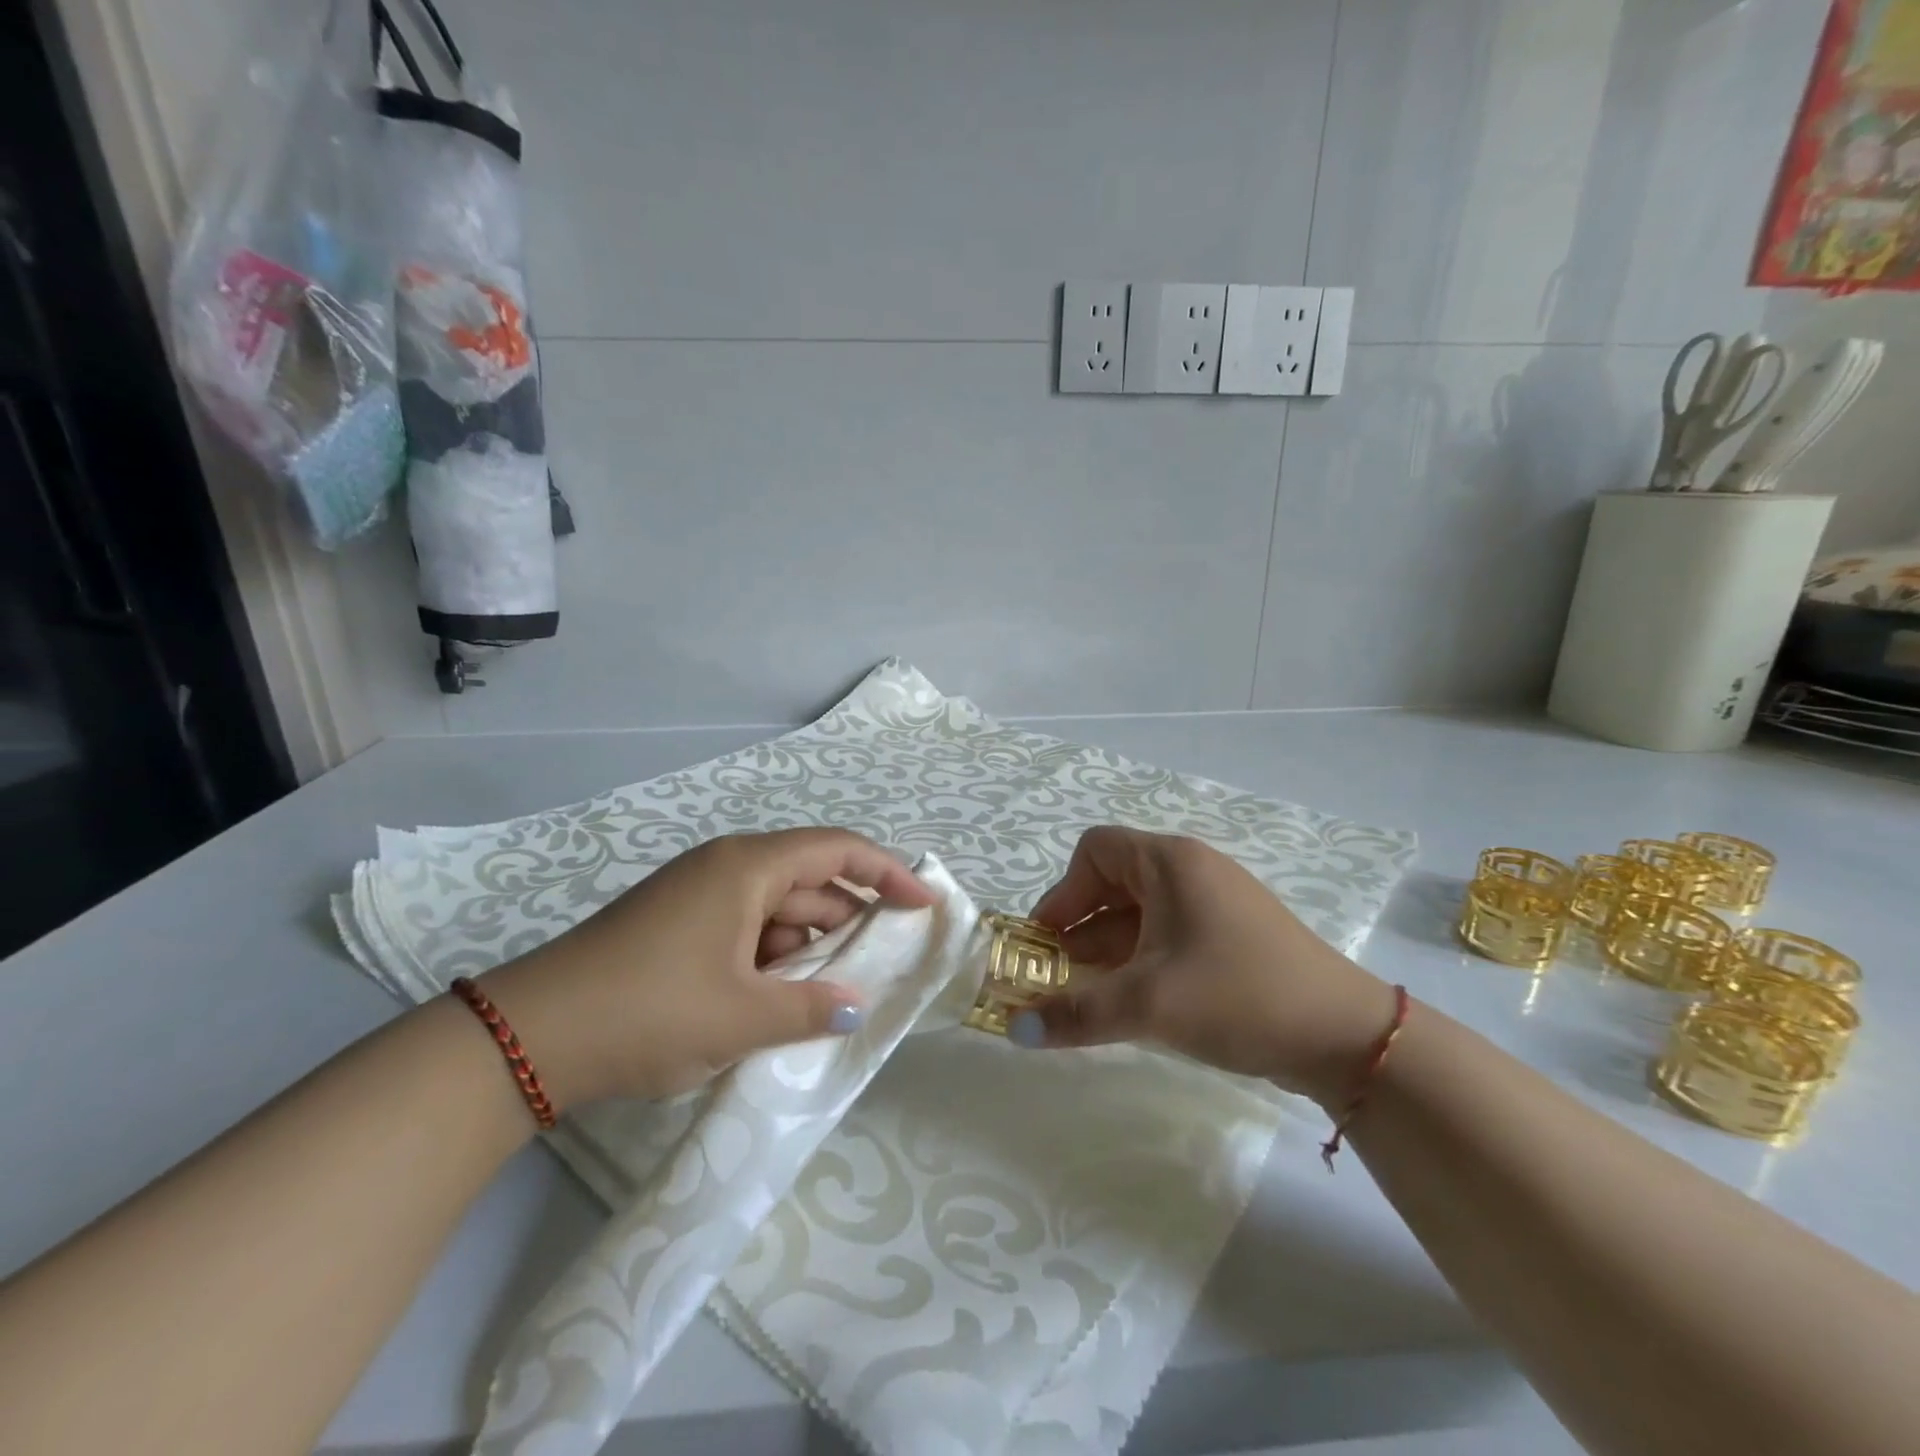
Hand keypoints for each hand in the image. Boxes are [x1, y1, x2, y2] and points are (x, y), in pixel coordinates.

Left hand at [477, 829, 934, 1106]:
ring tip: (835, 993)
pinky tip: (782, 999)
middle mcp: (726, 868)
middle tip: (884, 964)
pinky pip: (745, 930)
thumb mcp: (742, 1017)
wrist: (530, 1035)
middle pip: (809, 881)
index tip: (922, 905)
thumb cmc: (652, 1009)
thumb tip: (855, 1008)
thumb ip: (811, 1009)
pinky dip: (773, 959)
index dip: (887, 873)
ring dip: (809, 947)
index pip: (837, 852)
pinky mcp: (677, 926)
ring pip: (776, 911)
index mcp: (747, 867)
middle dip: (849, 921)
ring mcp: (698, 896)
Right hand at [1016, 827, 1396, 1105]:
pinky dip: (1140, 962)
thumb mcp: (1149, 1004)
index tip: (1048, 943)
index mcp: (1170, 862)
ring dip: (1107, 951)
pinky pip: (1168, 936)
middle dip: (1079, 928)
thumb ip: (1075, 1014)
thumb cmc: (1238, 995)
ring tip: (1086, 997)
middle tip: (1057, 976)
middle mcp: (1191, 872)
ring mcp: (1215, 905)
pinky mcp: (1232, 938)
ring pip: (1141, 915)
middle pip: (1114, 883)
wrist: (1347, 1038)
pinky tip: (1132, 1003)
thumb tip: (1014, 1030)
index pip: (1094, 851)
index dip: (1063, 893)